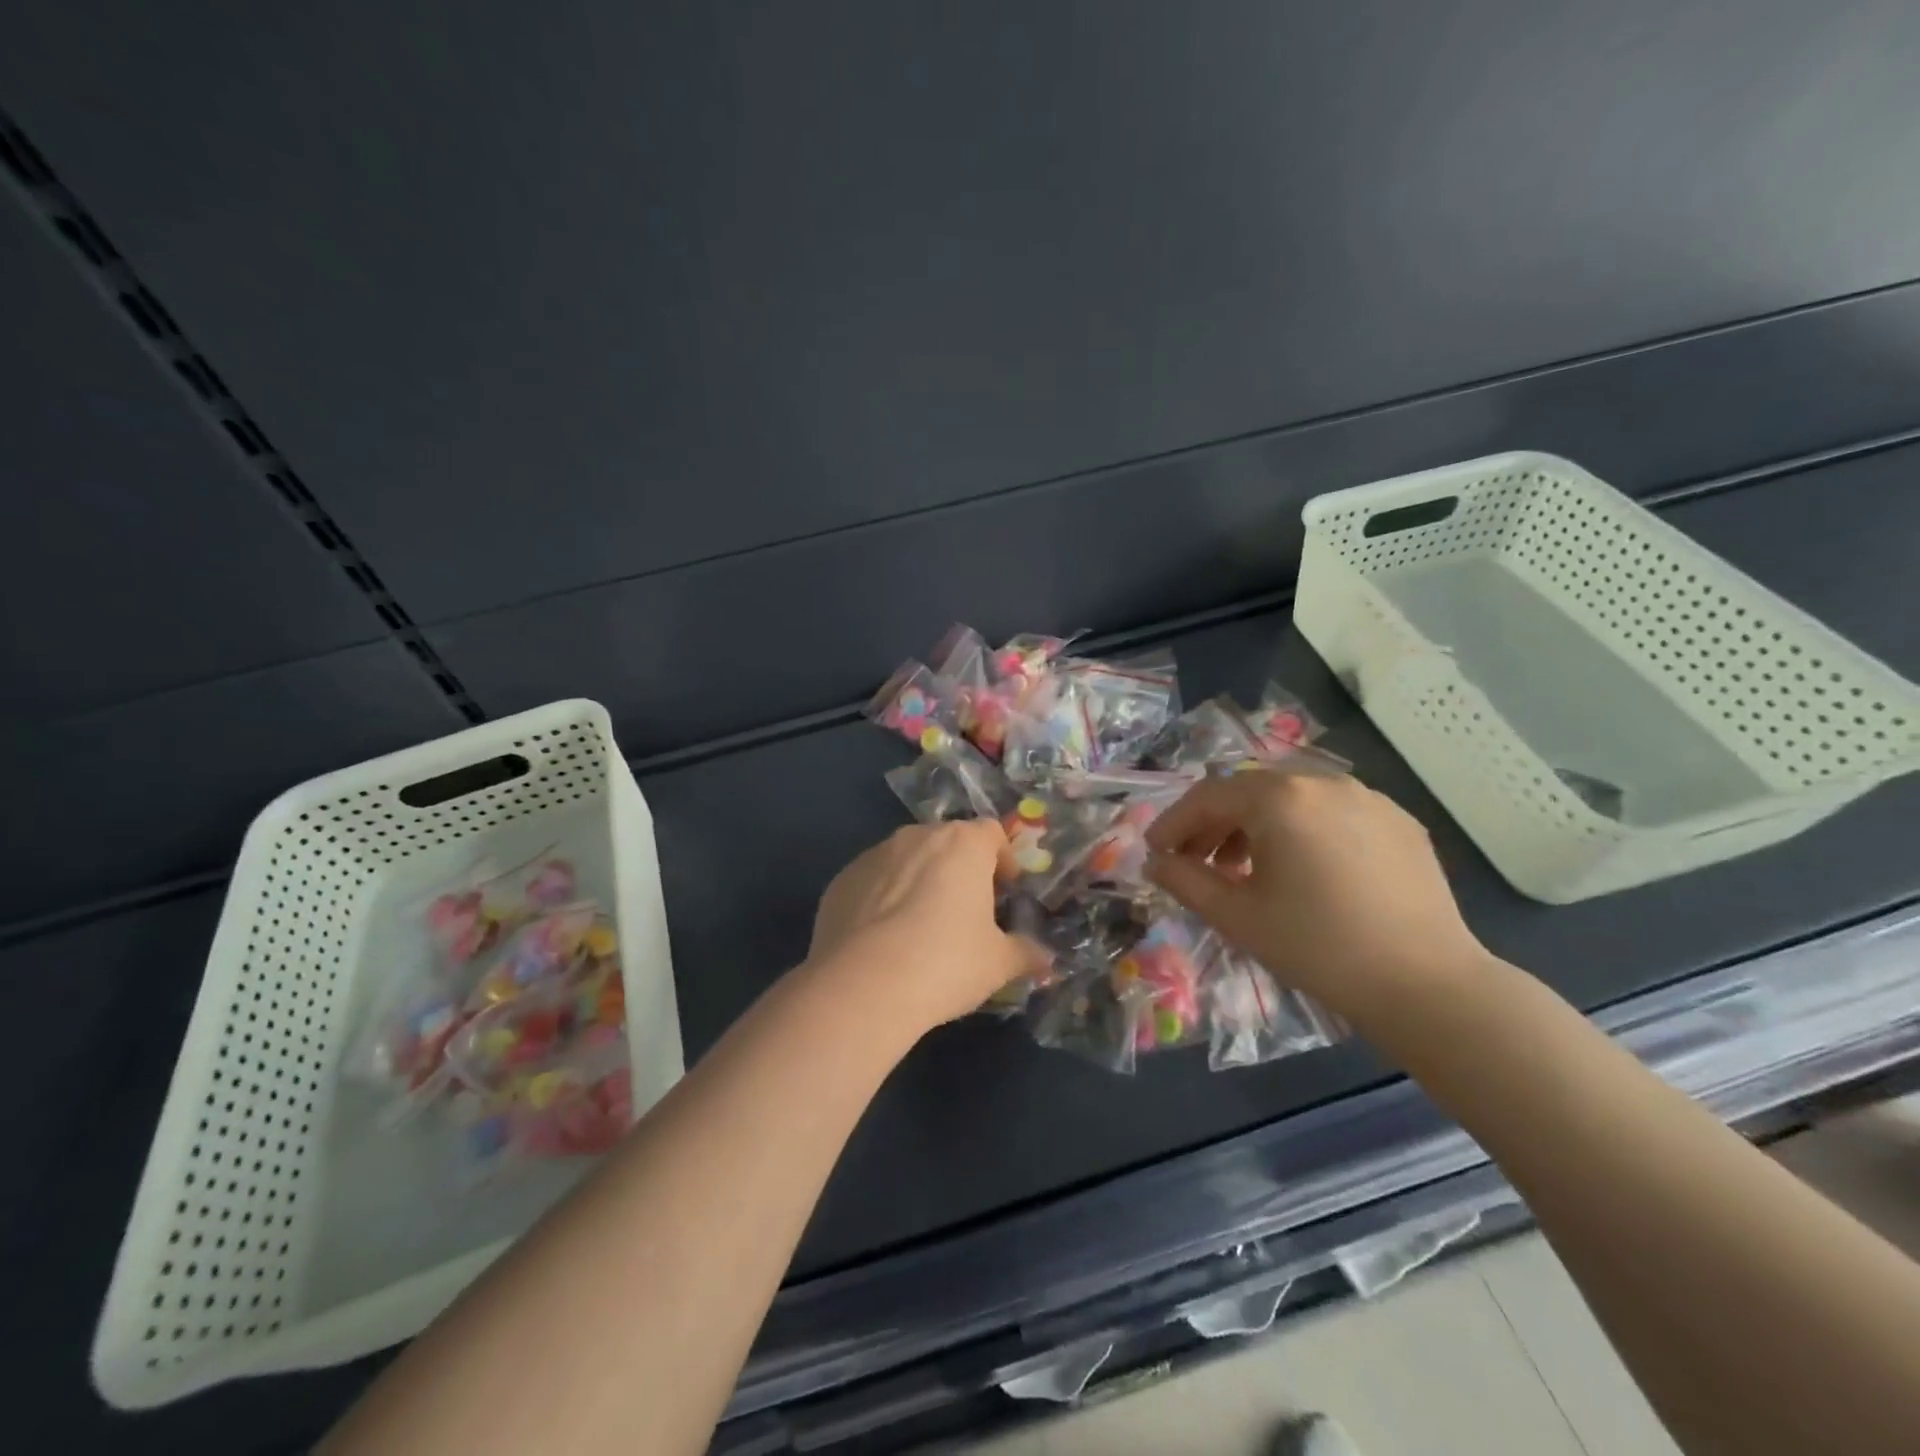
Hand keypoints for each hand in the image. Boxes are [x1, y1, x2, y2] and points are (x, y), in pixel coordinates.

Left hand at [808, 820, 1050, 1035]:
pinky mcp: (842, 879)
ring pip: (908, 858)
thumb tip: (1045, 958)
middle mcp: (918, 836)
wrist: (862, 987)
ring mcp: (875, 855)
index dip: (1002, 859)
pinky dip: (884, 897)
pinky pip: (874, 880)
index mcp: (963, 845)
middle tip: (967, 910)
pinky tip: (885, 938)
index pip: (991, 833)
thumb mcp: (998, 964)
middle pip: (948, 842)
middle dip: (961, 869)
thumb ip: (1025, 953)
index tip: (1005, 890)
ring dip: (921, 880)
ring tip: (922, 926)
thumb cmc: (945, 964)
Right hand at [1145, 771, 1492, 1030]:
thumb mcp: (1236, 917)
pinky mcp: (1399, 821)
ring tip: (1246, 869)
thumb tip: (1156, 862)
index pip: (1208, 796)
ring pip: (1292, 799)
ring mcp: (1368, 797)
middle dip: (1214, 824)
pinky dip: (1302, 831)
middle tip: (1196, 862)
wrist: (1427, 986)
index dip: (1174, 823)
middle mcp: (1324, 781)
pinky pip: (1332, 812)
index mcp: (1280, 798)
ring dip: (1257, 826)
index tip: (1156, 852)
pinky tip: (1303, 871)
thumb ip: (1184, 881)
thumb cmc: (1318, 948)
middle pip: (1249, 791)